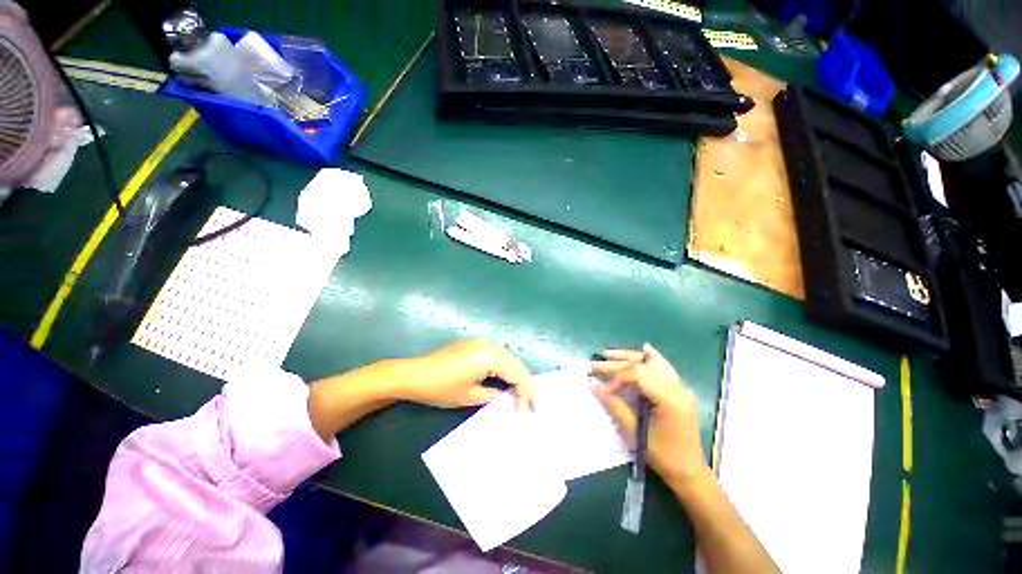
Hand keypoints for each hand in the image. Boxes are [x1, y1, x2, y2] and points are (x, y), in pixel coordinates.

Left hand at [398, 339, 533, 409]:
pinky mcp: (472, 346)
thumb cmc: (440, 388)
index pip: (518, 374)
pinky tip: (506, 384)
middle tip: (529, 406)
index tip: (528, 411)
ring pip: (509, 360)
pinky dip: (505, 371)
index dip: (526, 393)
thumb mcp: (471, 397)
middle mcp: (488, 345)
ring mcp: (479, 343)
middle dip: (524, 385)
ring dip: (516, 377)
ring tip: (520, 397)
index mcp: (488, 356)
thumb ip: (496, 396)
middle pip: (516, 364)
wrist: (411, 376)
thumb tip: (511, 398)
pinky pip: (498, 357)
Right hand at [591, 343, 705, 484]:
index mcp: (669, 397)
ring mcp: (682, 389)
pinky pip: (667, 371)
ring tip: (610, 354)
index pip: (639, 375)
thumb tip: (596, 388)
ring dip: (633, 360)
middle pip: (646, 366)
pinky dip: (653, 361)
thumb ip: (616, 407)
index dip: (617, 378)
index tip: (600, 389)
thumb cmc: (660, 455)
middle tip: (595, 364)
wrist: (687, 468)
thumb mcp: (635, 433)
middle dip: (619, 364)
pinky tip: (645, 350)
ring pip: (656, 365)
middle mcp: (678, 387)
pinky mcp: (682, 394)